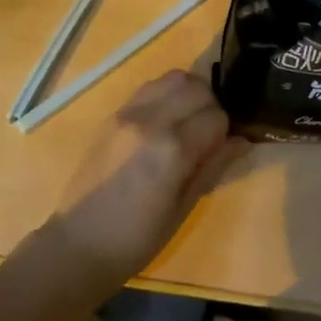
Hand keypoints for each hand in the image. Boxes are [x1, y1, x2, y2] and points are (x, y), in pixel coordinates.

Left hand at [46, 70, 246, 286]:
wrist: (79, 243)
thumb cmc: (137, 238)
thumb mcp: (184, 208)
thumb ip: (213, 166)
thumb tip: (242, 141)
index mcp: (172, 150)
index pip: (216, 116)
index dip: (225, 131)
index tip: (220, 148)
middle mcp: (151, 121)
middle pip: (197, 87)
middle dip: (210, 105)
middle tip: (207, 132)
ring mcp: (128, 113)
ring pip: (173, 78)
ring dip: (189, 93)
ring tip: (188, 120)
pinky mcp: (113, 114)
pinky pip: (149, 87)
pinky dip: (166, 94)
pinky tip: (165, 120)